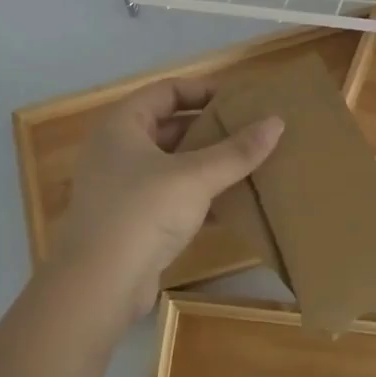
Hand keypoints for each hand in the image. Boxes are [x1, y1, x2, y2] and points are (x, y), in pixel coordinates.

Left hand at [48, 79, 282, 319]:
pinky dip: (197, 195)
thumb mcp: (195, 177)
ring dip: (206, 164)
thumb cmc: (142, 212)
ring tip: (249, 164)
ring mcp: (121, 186)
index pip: (167, 90)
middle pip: (170, 126)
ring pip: (172, 163)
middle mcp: (117, 149)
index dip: (203, 90)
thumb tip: (277, 122)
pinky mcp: (130, 220)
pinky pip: (170, 195)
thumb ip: (236, 151)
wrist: (98, 286)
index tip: (240, 99)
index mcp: (123, 124)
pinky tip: (232, 204)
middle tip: (250, 130)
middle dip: (210, 129)